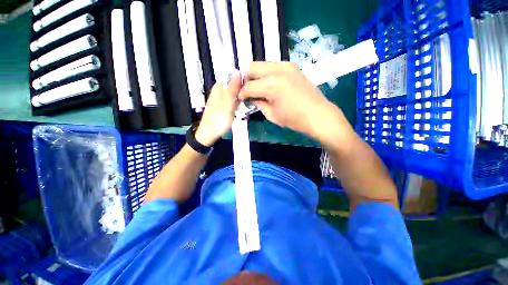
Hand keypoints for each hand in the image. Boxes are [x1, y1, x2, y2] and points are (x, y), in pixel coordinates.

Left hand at [195, 71, 241, 146]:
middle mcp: (220, 91)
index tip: (252, 88)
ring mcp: (222, 99)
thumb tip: (238, 71)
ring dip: (242, 99)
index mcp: (219, 87)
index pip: (234, 76)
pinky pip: (234, 103)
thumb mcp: (227, 103)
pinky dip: (238, 106)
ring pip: (236, 95)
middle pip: (236, 86)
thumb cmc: (218, 119)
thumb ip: (232, 88)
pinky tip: (240, 111)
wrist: (210, 134)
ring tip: (245, 107)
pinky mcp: (224, 107)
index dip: (244, 80)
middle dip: (244, 92)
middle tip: (248, 100)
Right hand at [240, 62, 335, 139]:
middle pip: (252, 67)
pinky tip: (268, 84)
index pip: (249, 86)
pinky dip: (266, 73)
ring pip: (262, 64)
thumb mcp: (272, 115)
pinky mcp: (292, 66)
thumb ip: (258, 104)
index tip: (240, 98)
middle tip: (247, 91)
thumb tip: (251, 98)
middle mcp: (278, 70)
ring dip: (256, 75)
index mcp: (272, 85)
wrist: (317, 114)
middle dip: (246, 79)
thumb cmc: (294, 119)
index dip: (242, 93)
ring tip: (257, 87)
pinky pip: (272, 66)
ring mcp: (286, 65)